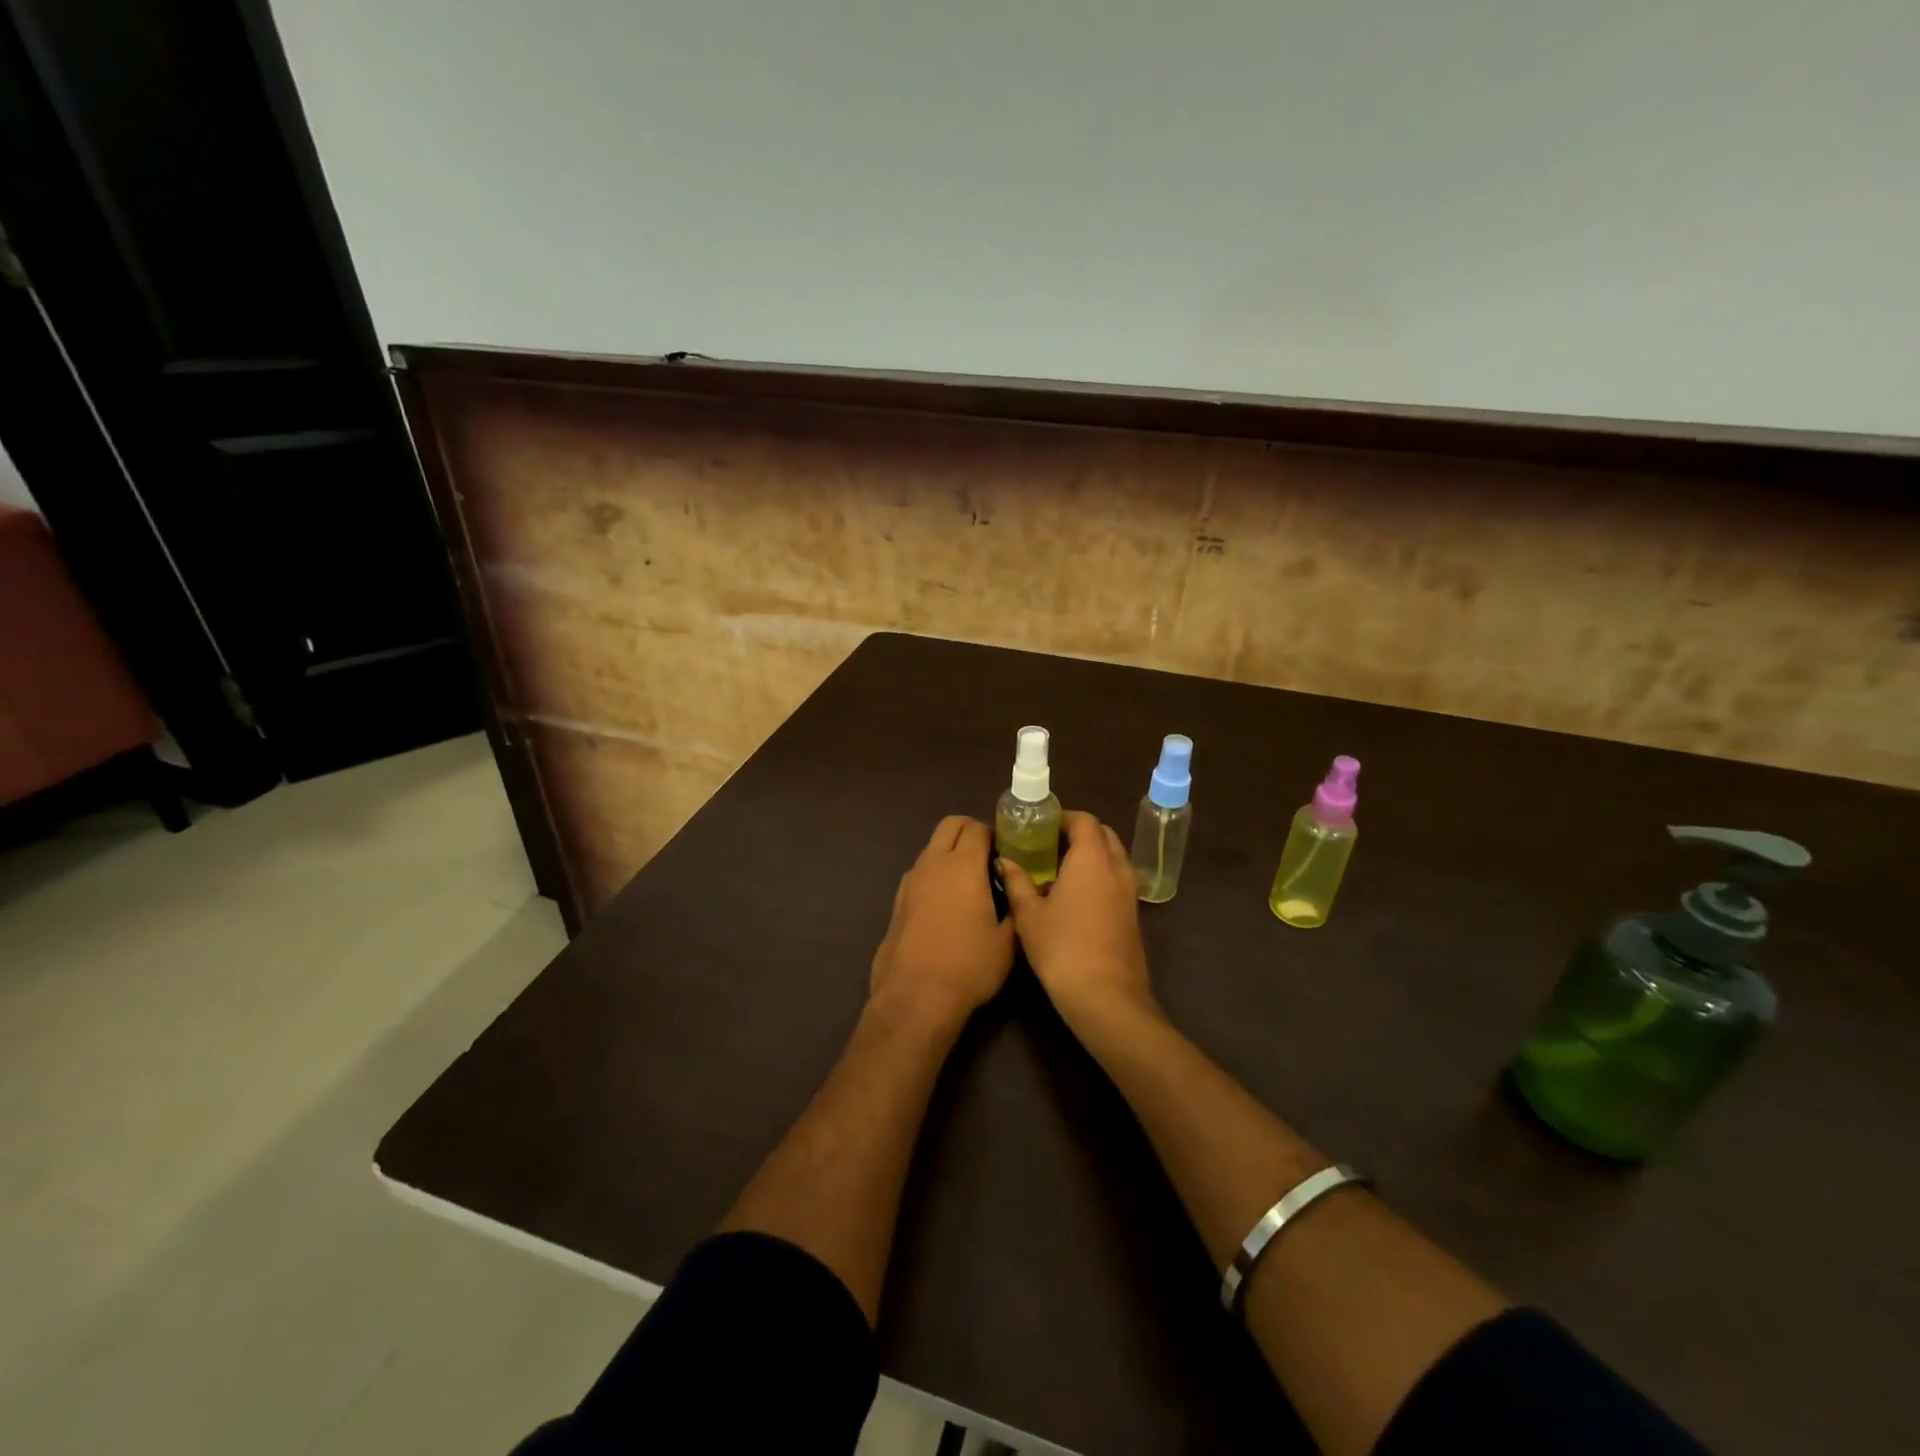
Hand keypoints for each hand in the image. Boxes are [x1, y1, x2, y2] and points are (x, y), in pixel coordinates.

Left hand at [869, 816, 1015, 1029]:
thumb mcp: (1008, 941)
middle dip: (970, 832)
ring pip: (932, 848)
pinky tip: (947, 906)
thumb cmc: (969, 966)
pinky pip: (920, 872)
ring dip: (950, 853)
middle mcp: (933, 863)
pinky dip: (935, 875)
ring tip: (969, 884)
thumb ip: (1015, 906)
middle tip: (989, 858)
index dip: (996, 835)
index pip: (978, 827)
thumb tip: (1016, 890)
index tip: (1008, 853)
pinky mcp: (897, 901)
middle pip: (950, 825)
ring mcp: (910, 881)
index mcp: (963, 865)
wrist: (915, 997)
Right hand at [999, 810, 1153, 1027]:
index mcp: (1092, 858)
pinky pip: (1117, 879)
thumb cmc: (1062, 948)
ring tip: (1059, 871)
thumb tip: (1004, 861)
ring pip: (1113, 857)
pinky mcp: (1133, 914)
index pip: (1084, 820)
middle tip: (1048, 846)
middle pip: (1103, 834)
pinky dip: (1099, 876)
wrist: (1105, 996)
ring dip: (1091, 855)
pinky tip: (1075, 897)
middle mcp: (1116, 867)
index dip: (1063, 818)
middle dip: (1078, 833)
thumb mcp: (1029, 915)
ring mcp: (1130, 891)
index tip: (1040, 827)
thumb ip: (1017, 882)